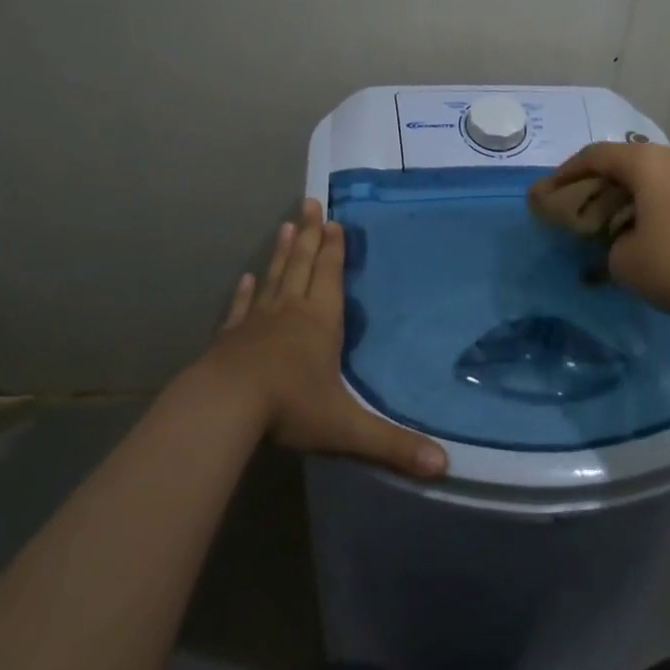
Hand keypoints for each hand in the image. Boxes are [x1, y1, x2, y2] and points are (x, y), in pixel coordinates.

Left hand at [198, 198, 447, 479]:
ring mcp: (257, 322)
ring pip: (274, 278)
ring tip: (286, 226)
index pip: (330, 277)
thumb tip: (444, 467)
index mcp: (320, 322)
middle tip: (308, 203)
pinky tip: (246, 278)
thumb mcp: (346, 428)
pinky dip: (245, 292)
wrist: (225, 406)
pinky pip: (241, 308)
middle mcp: (290, 312)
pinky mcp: (230, 337)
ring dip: (281, 252)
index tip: (333, 221)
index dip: (334, 250)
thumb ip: (392, 445)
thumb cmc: (290, 407)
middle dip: (310, 236)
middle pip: (302, 265)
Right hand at [534, 143, 669, 326]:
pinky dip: (652, 204)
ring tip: (610, 222)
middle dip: (597, 184)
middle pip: (624, 162)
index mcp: (646, 163)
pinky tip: (645, 232)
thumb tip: (617, 244)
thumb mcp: (624, 262)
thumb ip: (607, 246)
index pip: (594, 155)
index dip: (566, 173)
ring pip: (652, 177)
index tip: (549, 192)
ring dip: (627, 195)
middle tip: (578, 207)